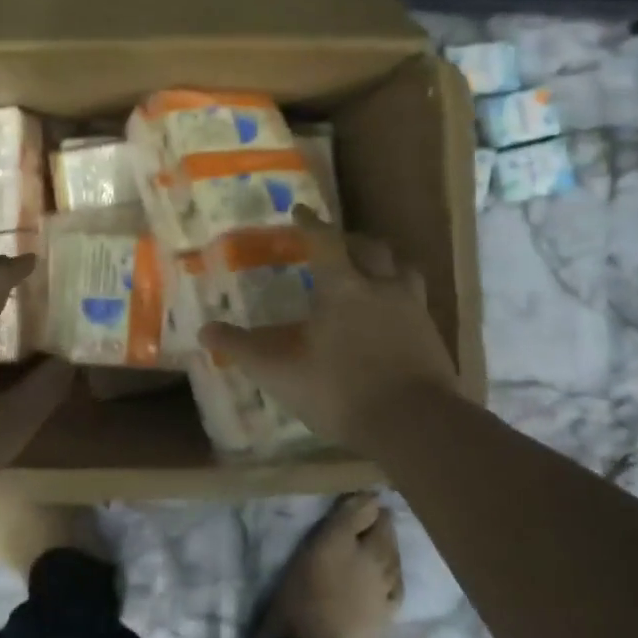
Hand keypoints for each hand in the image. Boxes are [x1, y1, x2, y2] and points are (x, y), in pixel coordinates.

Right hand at [199, 208, 462, 456]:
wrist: (416, 426)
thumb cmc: (341, 390)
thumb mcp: (281, 372)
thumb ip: (243, 349)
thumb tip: (204, 330)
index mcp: (343, 287)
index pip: (325, 240)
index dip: (311, 224)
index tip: (300, 211)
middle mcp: (381, 287)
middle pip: (371, 247)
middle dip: (350, 239)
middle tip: (336, 242)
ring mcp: (413, 310)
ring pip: (403, 270)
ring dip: (385, 264)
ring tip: (372, 272)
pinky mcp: (434, 336)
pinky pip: (417, 301)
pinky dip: (401, 296)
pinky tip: (392, 315)